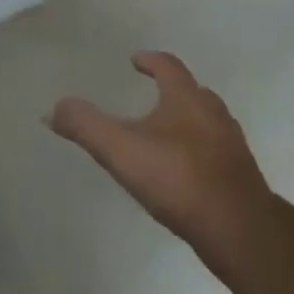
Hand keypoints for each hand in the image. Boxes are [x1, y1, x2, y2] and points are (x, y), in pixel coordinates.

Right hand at [48, 52, 276, 257]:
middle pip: (192, 92)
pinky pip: (215, 152)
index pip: (169, 66)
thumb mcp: (120, 150)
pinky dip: (198, 151)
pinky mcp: (241, 177)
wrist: (241, 232)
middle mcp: (214, 114)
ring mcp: (232, 146)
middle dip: (171, 90)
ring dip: (187, 121)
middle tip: (150, 95)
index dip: (150, 61)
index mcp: (187, 99)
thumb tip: (53, 108)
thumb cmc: (179, 179)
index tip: (136, 61)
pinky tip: (183, 172)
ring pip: (207, 122)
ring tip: (164, 134)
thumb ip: (85, 126)